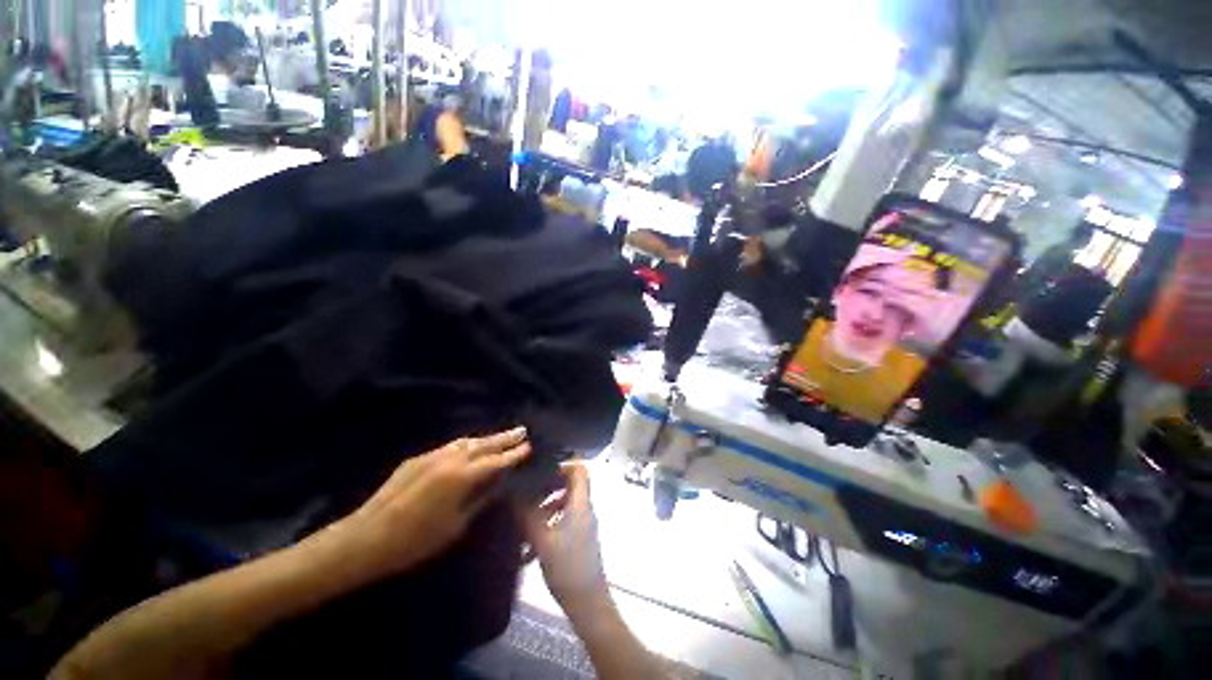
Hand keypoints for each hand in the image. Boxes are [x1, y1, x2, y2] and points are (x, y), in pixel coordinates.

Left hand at [340, 428, 530, 577]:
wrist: (365, 538)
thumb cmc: (415, 541)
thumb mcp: (455, 526)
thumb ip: (479, 500)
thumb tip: (497, 484)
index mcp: (462, 477)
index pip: (496, 461)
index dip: (513, 455)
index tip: (528, 447)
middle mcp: (450, 460)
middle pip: (484, 444)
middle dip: (504, 438)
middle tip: (522, 431)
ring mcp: (432, 456)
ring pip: (466, 442)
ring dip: (486, 438)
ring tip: (502, 435)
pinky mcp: (417, 459)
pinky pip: (449, 446)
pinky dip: (466, 444)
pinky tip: (471, 446)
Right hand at [519, 462, 608, 611]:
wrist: (588, 603)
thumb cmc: (567, 567)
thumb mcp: (542, 540)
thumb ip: (528, 515)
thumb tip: (514, 494)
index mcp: (581, 503)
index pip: (580, 469)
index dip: (563, 465)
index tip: (541, 472)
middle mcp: (585, 509)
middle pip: (569, 486)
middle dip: (546, 490)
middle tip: (526, 496)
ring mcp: (583, 525)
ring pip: (563, 506)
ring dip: (543, 513)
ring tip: (522, 528)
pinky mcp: (579, 540)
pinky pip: (563, 524)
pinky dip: (547, 530)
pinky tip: (528, 553)